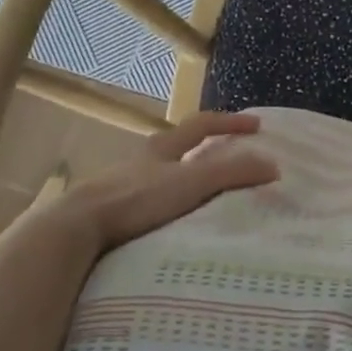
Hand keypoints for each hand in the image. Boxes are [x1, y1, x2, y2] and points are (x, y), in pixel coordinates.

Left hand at [35, 111, 278, 257]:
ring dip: (187, 180)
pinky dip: (170, 206)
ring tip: (209, 197)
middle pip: (180, 147)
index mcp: (163, 146)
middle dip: (208, 150)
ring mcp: (125, 186)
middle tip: (234, 159)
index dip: (231, 123)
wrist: (77, 227)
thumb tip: (274, 166)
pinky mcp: (113, 213)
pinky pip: (150, 203)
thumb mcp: (191, 183)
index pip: (202, 124)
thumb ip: (232, 173)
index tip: (257, 126)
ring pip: (163, 176)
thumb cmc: (136, 198)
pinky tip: (176, 225)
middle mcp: (143, 160)